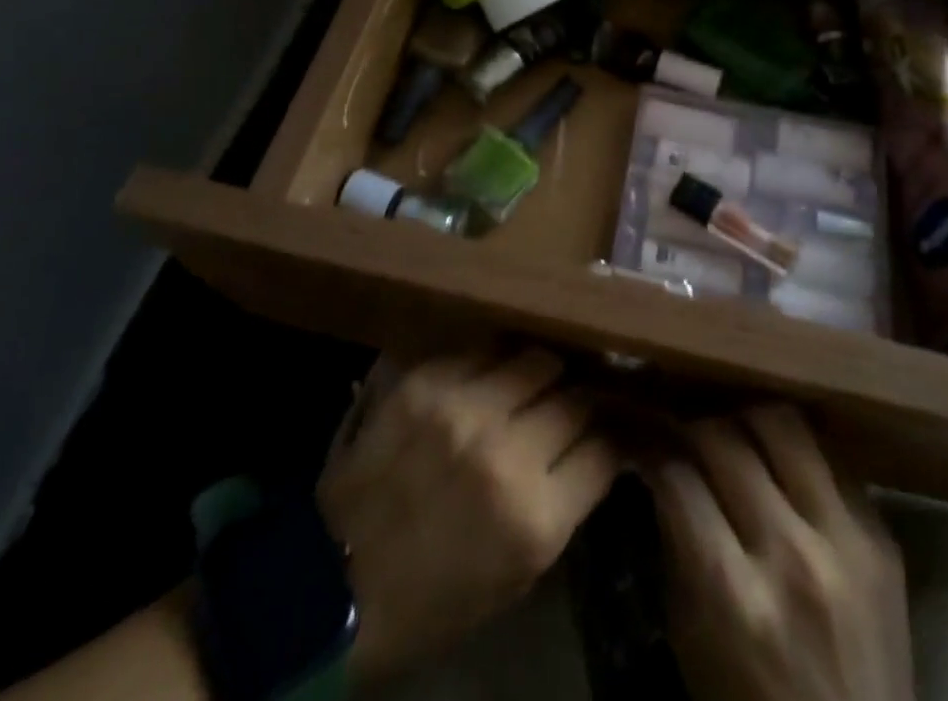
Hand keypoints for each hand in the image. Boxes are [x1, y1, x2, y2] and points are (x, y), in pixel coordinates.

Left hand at [317, 349, 618, 686]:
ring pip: (534, 358)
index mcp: (535, 517)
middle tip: (570, 403)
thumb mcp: (517, 573)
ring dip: (540, 373)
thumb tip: (595, 447)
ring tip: (532, 382)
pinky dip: (493, 362)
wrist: (337, 584)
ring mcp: (463, 408)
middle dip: (579, 400)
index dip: (610, 439)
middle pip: (574, 395)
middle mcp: (506, 451)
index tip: (606, 433)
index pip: (604, 448)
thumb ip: (563, 504)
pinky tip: (488, 376)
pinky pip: (481, 350)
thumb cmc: (436, 596)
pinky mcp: (425, 381)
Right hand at [650, 407, 911, 700]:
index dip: (650, 447)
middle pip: (726, 438)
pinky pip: (833, 457)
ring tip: (735, 435)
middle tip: (683, 431)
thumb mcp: (690, 636)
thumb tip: (659, 462)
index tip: (640, 436)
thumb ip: (676, 541)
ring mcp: (846, 542)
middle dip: (692, 425)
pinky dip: (797, 451)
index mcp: (733, 595)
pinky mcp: (883, 538)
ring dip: (747, 421)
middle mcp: (791, 556)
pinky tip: (782, 462)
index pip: (677, 476)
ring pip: (784, 424)